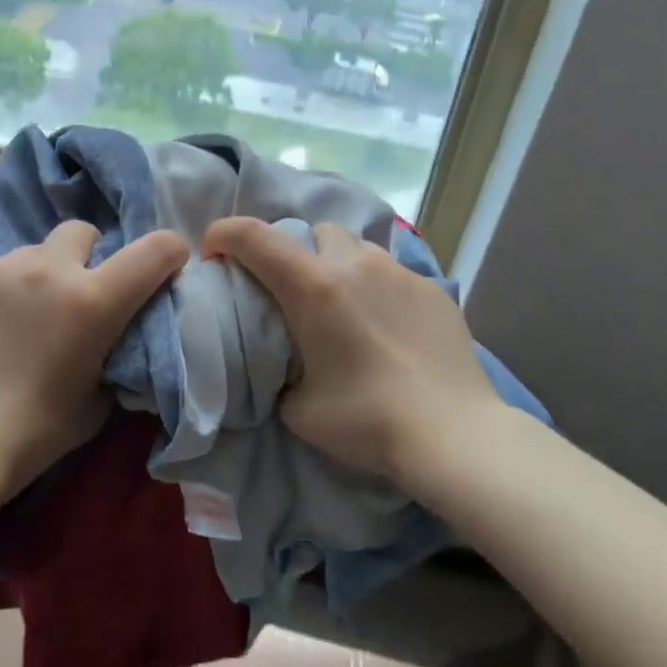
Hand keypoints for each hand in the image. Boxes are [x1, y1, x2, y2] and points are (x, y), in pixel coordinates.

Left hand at [0, 221, 189, 501]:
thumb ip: (113, 356)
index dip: (169, 251)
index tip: (167, 264)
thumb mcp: (97, 400)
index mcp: (91, 300)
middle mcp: (45, 270)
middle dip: (86, 256)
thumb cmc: (33, 434)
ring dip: (34, 279)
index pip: (152, 251)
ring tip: (14, 322)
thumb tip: (113, 340)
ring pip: (28, 255)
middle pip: (80, 232)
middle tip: (73, 295)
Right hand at [202, 216, 499, 485]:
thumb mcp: (298, 409)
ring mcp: (400, 273)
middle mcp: (355, 265)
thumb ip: (281, 375)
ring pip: (357, 248)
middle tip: (294, 292)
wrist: (453, 434)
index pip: (255, 237)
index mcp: (313, 288)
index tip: (214, 251)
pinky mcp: (434, 289)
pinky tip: (386, 327)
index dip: (225, 234)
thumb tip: (286, 369)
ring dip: (339, 266)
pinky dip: (376, 288)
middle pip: (313, 232)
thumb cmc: (366, 421)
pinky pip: (392, 273)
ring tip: (344, 307)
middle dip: (295, 252)